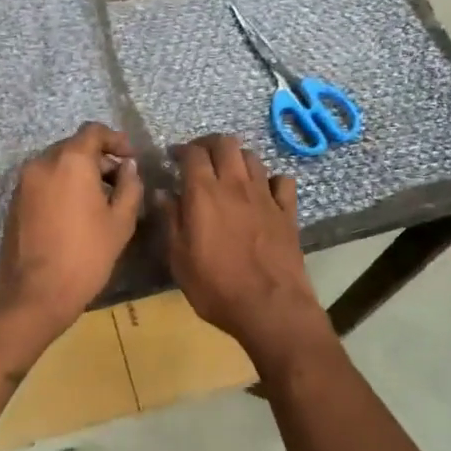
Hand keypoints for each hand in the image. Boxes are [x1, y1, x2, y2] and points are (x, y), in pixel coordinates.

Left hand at [0, 122, 143, 377]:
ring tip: (100, 200)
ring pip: (57, 164)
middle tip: (119, 181)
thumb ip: (129, 187)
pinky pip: (44, 181)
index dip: (115, 140)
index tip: (130, 158)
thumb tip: (128, 167)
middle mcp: (42, 163)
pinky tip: (76, 212)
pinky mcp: (15, 201)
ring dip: (80, 173)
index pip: (93, 132)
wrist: (34, 295)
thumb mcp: (120, 222)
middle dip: (98, 158)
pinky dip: (62, 185)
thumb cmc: (85, 256)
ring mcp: (24, 182)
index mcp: (70, 161)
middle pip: (74, 146)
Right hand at [162, 135, 332, 371]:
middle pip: (226, 143)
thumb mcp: (179, 259)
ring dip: (237, 159)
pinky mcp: (287, 211)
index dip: (181, 150)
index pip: (193, 153)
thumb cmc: (215, 287)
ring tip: (229, 174)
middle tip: (200, 159)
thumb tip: (162, 193)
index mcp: (204, 193)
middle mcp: (235, 185)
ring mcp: (265, 196)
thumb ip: (171, 221)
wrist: (270, 307)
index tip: (173, 158)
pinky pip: (281, 181)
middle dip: (210, 144)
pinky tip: (264, 193)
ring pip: (252, 157)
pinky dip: (271, 181)